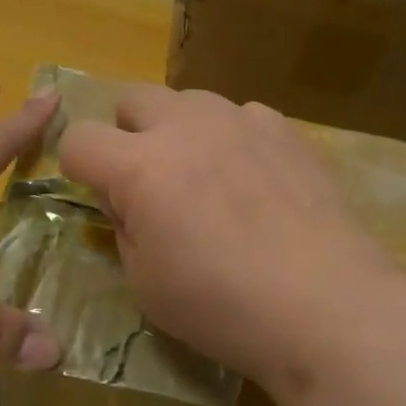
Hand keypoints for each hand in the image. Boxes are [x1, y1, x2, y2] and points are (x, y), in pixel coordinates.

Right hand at [58, 85, 400, 393]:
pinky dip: (233, 138)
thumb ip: (124, 227)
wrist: (326, 305)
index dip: (78, 166)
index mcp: (141, 167)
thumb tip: (125, 201)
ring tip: (207, 177)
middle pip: (133, 99)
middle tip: (150, 181)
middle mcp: (186, 127)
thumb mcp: (145, 284)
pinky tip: (256, 180)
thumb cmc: (223, 306)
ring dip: (180, 130)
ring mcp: (240, 120)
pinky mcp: (284, 129)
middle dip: (127, 133)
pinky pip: (241, 115)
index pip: (79, 138)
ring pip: (188, 100)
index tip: (98, 194)